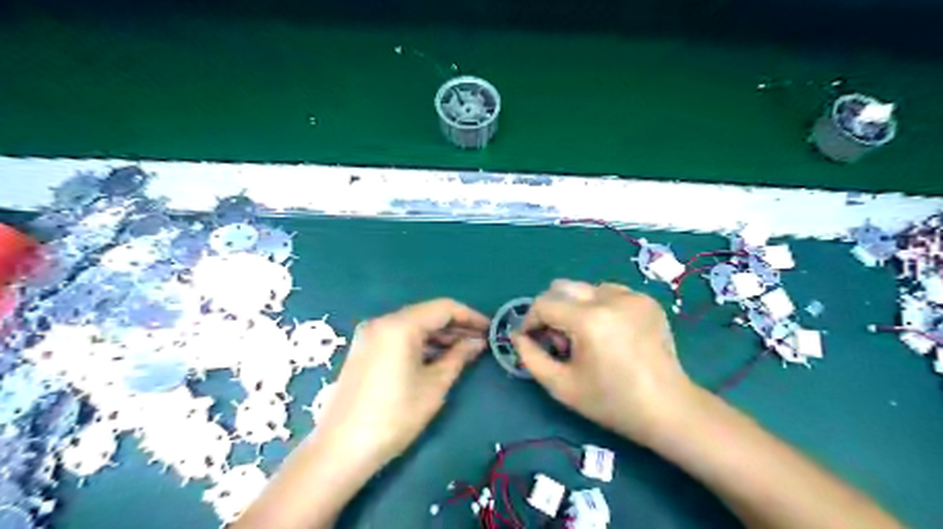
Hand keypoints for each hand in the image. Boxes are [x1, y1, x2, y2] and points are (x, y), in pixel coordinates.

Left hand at [316, 299, 489, 469]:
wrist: (341, 448)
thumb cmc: (395, 416)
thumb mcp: (434, 385)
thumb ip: (458, 356)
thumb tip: (477, 342)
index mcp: (400, 325)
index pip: (443, 308)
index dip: (470, 316)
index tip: (489, 329)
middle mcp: (382, 322)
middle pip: (427, 314)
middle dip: (455, 326)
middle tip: (479, 342)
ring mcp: (369, 335)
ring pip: (413, 325)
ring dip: (438, 335)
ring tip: (463, 351)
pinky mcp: (364, 349)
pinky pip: (398, 337)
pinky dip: (420, 343)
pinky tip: (436, 357)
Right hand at [513, 279, 693, 444]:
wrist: (668, 408)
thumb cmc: (611, 402)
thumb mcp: (561, 386)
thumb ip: (530, 358)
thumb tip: (517, 336)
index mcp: (589, 320)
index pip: (544, 303)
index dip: (530, 320)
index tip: (532, 339)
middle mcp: (610, 298)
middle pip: (562, 287)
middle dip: (551, 310)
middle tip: (560, 341)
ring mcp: (632, 296)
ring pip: (585, 289)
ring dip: (575, 308)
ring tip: (586, 338)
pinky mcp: (646, 300)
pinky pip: (609, 292)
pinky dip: (598, 307)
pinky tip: (608, 332)